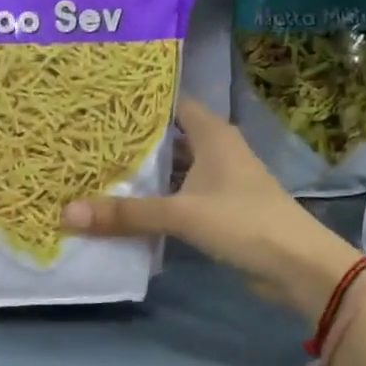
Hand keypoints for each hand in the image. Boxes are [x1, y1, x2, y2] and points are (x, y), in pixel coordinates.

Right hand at [62, 98, 358, 322]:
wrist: (299, 266)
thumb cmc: (244, 222)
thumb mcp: (181, 214)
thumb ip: (126, 214)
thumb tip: (67, 213)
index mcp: (212, 134)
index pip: (173, 102)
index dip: (141, 98)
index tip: (101, 98)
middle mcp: (216, 150)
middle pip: (169, 136)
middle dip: (133, 139)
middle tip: (87, 136)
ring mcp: (220, 181)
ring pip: (174, 168)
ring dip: (144, 172)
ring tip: (97, 168)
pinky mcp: (220, 209)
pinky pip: (180, 195)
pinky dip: (156, 198)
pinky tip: (126, 205)